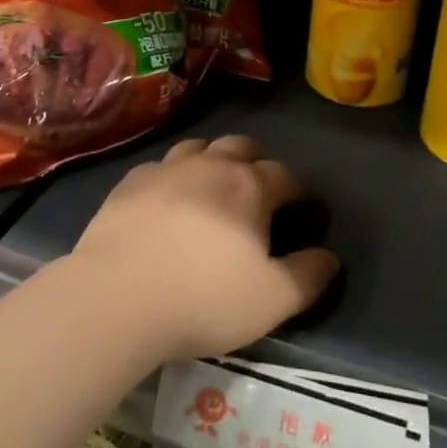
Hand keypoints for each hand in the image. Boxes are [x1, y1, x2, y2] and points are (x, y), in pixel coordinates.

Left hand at [71, 135, 338, 363]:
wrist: (117, 296)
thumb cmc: (203, 298)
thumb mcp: (271, 300)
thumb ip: (307, 277)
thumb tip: (330, 257)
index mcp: (250, 187)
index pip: (285, 175)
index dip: (297, 191)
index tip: (300, 210)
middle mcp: (211, 165)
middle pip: (242, 146)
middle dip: (257, 162)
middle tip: (258, 190)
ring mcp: (167, 168)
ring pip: (200, 148)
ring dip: (214, 160)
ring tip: (214, 187)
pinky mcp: (131, 181)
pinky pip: (161, 166)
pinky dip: (173, 176)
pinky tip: (167, 199)